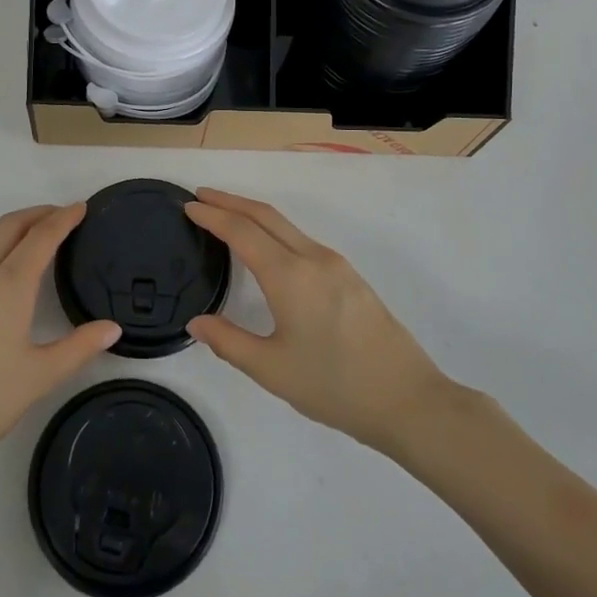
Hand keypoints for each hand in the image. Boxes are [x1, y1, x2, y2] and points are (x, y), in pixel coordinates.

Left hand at [0, 204, 119, 479]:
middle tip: (59, 215)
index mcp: (10, 285)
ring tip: (20, 236)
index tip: (81, 207)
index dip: (64, 219)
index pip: (42, 237)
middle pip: (9, 226)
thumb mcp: (40, 377)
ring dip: (3, 226)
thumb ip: (79, 348)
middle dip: (37, 214)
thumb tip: (113, 328)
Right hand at [185, 189, 449, 453]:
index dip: (213, 215)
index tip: (188, 205)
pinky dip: (275, 231)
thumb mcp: (272, 369)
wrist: (407, 399)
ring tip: (227, 217)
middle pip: (266, 216)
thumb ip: (229, 342)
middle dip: (231, 201)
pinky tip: (268, 248)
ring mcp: (336, 265)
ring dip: (254, 214)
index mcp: (290, 276)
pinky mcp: (350, 277)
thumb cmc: (334, 386)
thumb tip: (197, 322)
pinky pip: (303, 240)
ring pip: (287, 226)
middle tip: (202, 196)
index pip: (242, 232)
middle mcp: (313, 258)